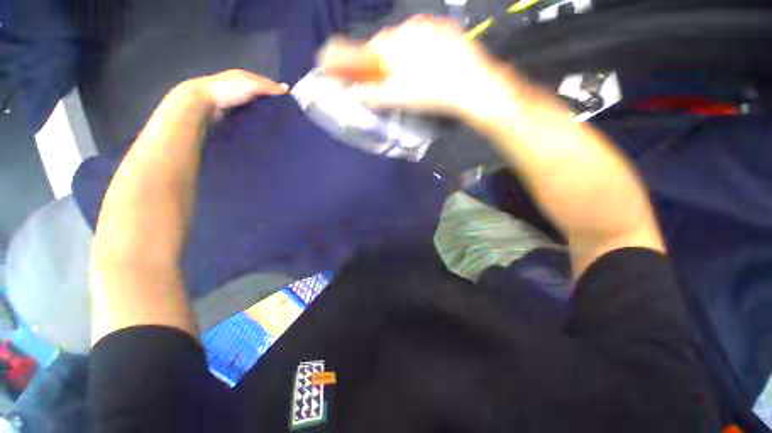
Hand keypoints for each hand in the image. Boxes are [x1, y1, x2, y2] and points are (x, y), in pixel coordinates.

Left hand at [183, 69, 288, 119]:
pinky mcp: (230, 109)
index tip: (288, 103)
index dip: (276, 90)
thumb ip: (268, 87)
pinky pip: (247, 111)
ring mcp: (234, 97)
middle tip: (283, 114)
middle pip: (260, 93)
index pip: (266, 82)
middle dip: (270, 101)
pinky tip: (261, 122)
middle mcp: (239, 84)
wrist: (202, 102)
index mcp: (244, 76)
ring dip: (262, 109)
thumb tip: (288, 88)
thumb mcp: (251, 86)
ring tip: (275, 120)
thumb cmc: (228, 90)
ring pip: (254, 103)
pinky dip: (254, 115)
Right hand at [318, 15, 507, 117]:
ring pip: (404, 40)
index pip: (364, 50)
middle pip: (384, 45)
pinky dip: (418, 50)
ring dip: (400, 55)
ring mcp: (428, 26)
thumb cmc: (430, 94)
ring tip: (410, 75)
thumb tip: (356, 93)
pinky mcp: (445, 29)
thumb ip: (373, 95)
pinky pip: (422, 37)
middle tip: (386, 78)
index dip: (355, 59)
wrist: (472, 85)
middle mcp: (406, 28)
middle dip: (380, 61)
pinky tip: (427, 65)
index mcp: (392, 45)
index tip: (347, 66)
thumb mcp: (398, 98)